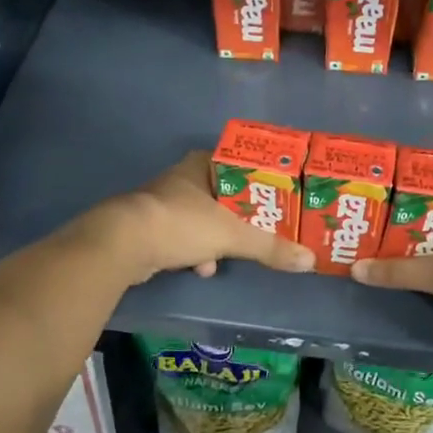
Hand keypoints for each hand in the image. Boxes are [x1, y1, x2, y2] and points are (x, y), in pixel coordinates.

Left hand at [86, 152, 314, 283]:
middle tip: (261, 227)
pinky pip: (182, 238)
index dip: (257, 178)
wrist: (123, 244)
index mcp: (201, 165)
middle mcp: (181, 179)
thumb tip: (310, 260)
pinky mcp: (149, 228)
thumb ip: (270, 246)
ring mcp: (162, 204)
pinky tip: (202, 268)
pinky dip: (194, 252)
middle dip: (239, 214)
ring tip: (231, 252)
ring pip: (201, 218)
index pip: (237, 163)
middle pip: (222, 194)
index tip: (274, 195)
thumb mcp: (232, 235)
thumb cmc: (181, 223)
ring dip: (216, 236)